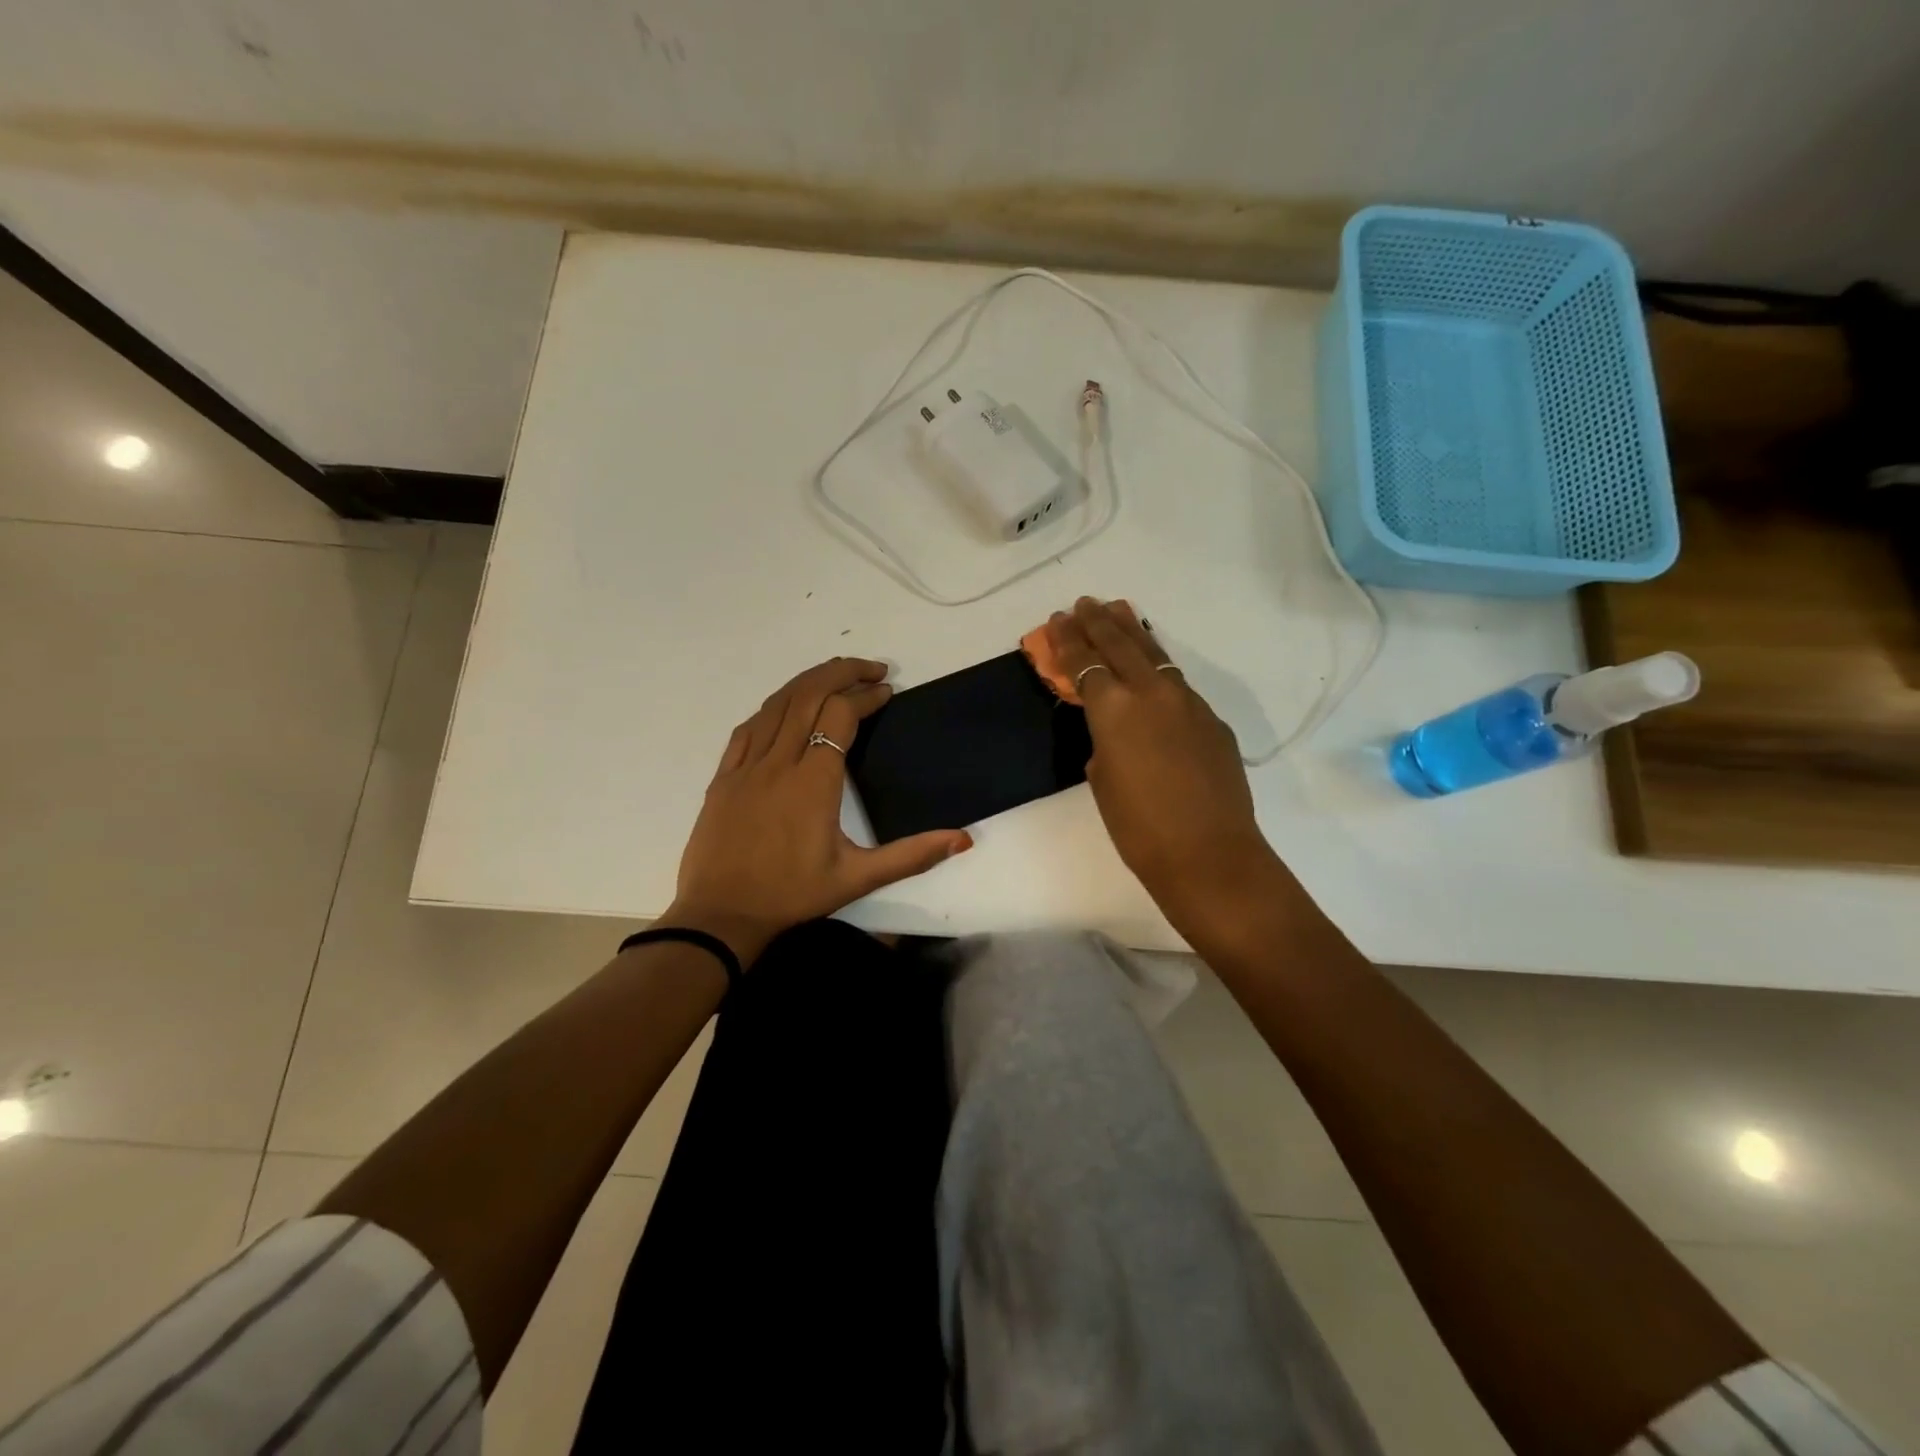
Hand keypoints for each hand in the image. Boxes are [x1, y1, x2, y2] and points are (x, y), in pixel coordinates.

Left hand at [662, 657, 972, 964]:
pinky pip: (748, 727)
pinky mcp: (724, 776)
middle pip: (809, 695)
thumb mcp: (858, 878)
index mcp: (814, 781)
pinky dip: (773, 707)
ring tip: (836, 674)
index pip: (841, 715)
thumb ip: (912, 855)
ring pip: (777, 704)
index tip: (887, 692)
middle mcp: (779, 762)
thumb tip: (963, 838)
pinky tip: (786, 707)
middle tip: (871, 668)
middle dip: (842, 672)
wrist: (720, 915)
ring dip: (808, 681)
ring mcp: (746, 766)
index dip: (866, 696)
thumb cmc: (792, 895)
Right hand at [1045, 598, 1280, 922]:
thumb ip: (1104, 742)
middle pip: (1121, 646)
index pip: (1085, 664)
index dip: (1068, 641)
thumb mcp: (1102, 780)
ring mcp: (1188, 703)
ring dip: (1134, 632)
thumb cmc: (1139, 828)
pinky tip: (1155, 671)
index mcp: (1115, 709)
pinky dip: (1160, 669)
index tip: (1057, 620)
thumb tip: (1113, 731)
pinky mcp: (1212, 720)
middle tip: (1084, 603)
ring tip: (1119, 610)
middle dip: (1098, 623)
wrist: (1209, 853)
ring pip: (1156, 656)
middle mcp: (1152, 693)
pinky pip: (1179, 684)